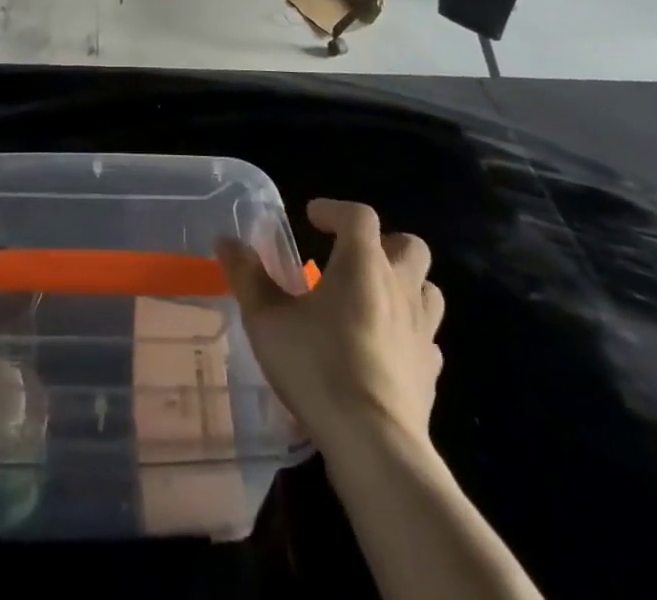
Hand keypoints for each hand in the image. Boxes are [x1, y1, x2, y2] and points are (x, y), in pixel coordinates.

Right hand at [218, 198, 443, 460]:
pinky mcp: (431, 372)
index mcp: (363, 264)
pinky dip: (409, 332)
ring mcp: (422, 331)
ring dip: (404, 285)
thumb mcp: (267, 319)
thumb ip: (247, 275)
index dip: (335, 210)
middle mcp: (400, 288)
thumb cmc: (317, 368)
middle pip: (409, 245)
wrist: (374, 446)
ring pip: (427, 289)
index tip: (312, 217)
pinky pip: (427, 338)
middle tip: (350, 257)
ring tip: (371, 298)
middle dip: (383, 243)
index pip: (359, 216)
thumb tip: (226, 240)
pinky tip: (384, 347)